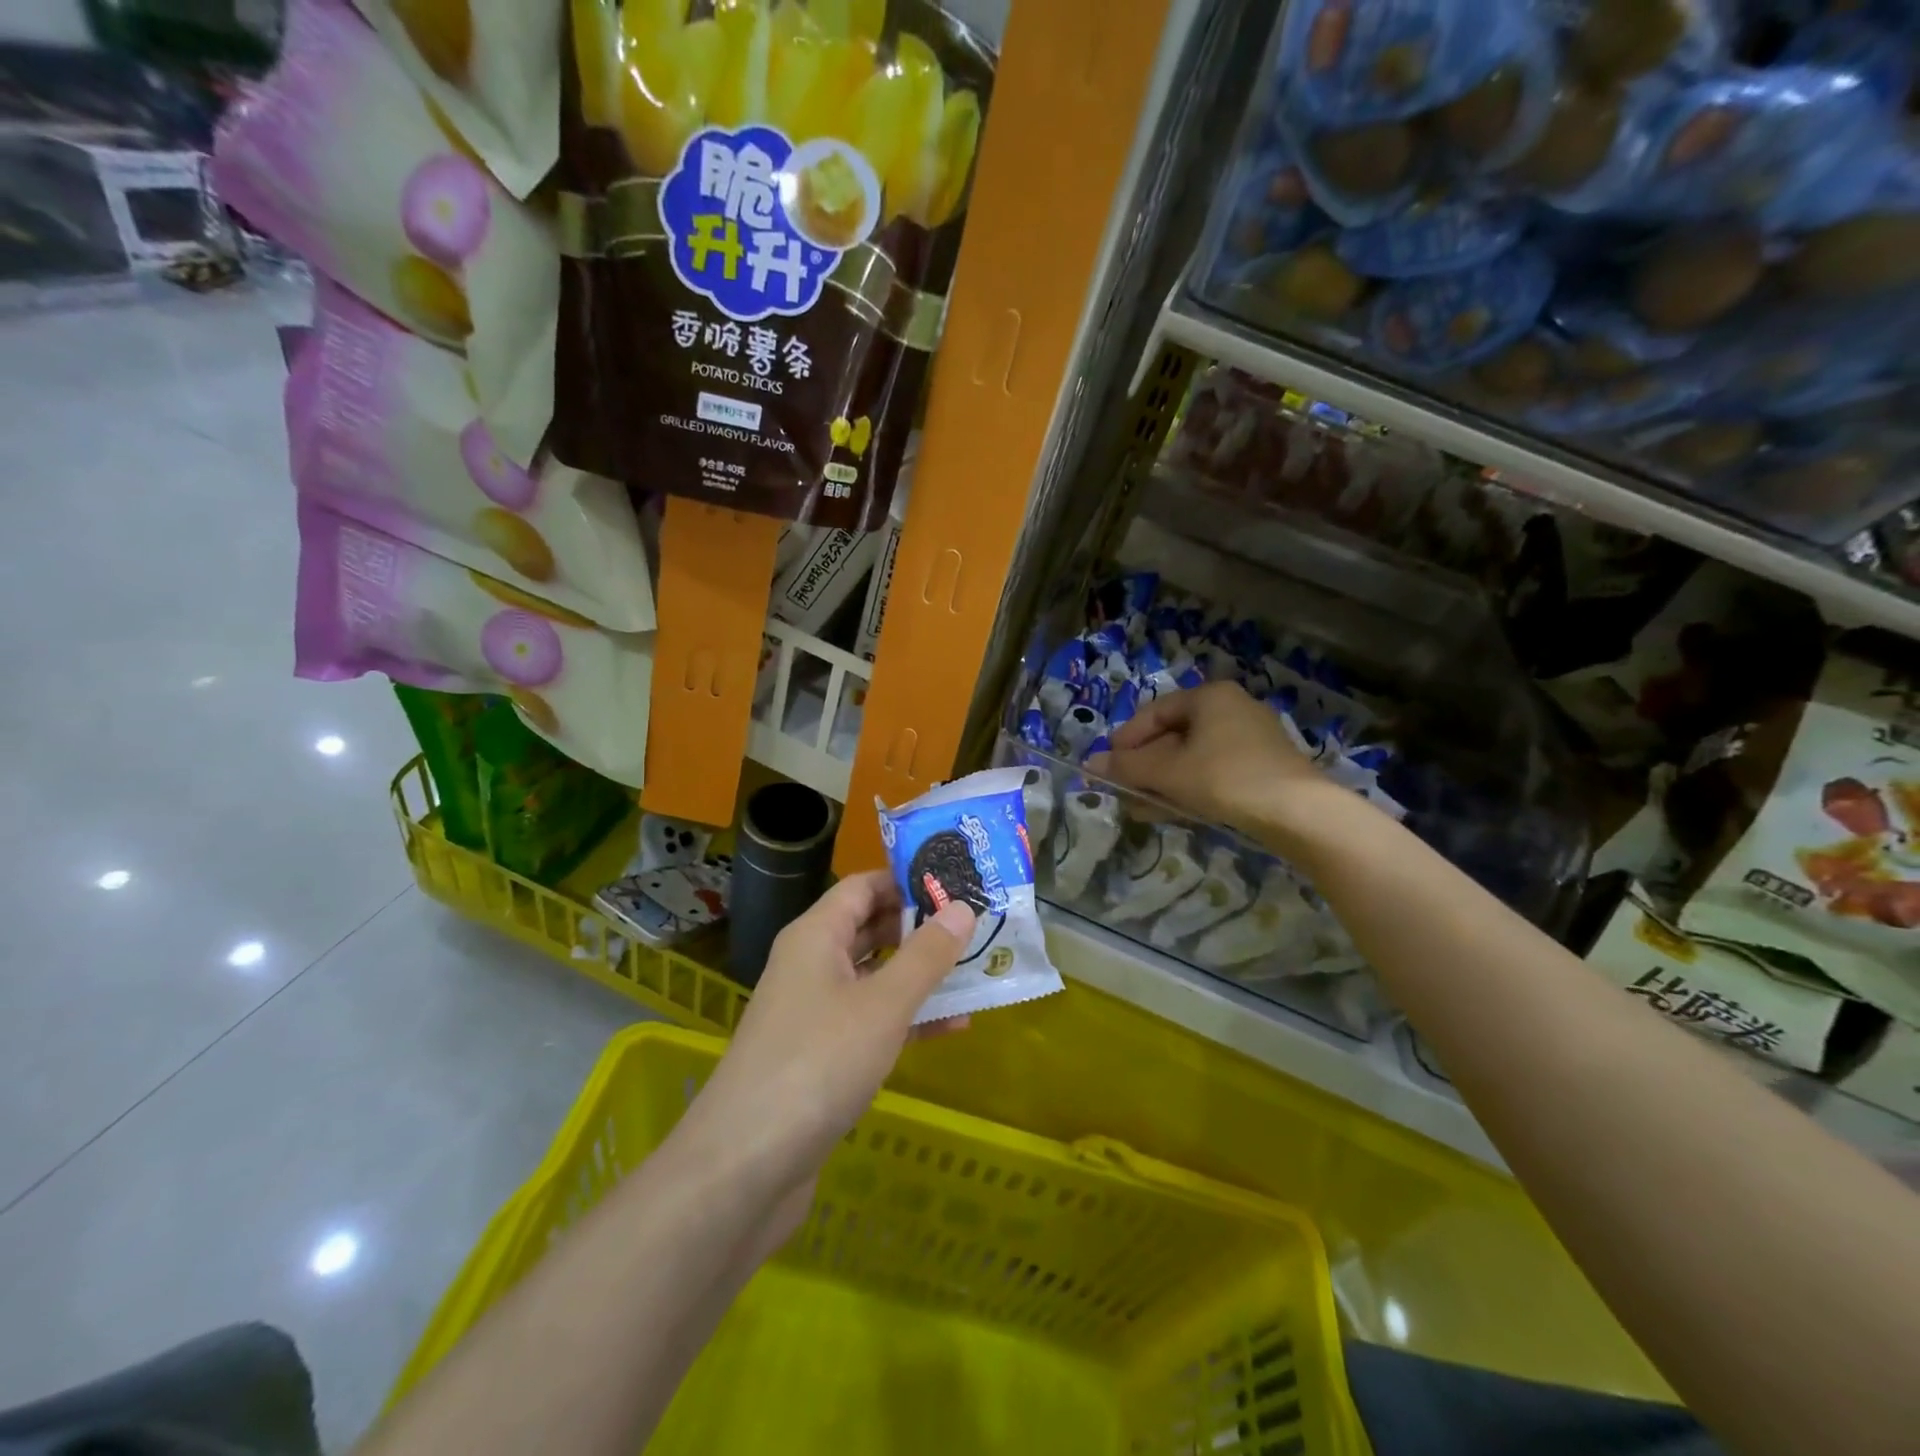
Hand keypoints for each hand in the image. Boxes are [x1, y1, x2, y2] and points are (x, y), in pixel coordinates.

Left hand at [676, 871, 974, 1208]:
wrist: (745, 1166)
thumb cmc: (817, 1064)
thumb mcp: (883, 1005)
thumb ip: (926, 955)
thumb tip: (961, 906)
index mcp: (816, 936)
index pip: (863, 886)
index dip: (908, 880)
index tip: (958, 883)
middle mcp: (811, 964)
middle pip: (870, 928)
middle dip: (921, 927)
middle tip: (977, 925)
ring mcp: (814, 1012)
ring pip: (875, 977)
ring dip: (920, 974)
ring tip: (976, 970)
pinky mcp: (821, 1056)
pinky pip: (871, 1020)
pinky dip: (907, 1018)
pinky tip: (953, 1027)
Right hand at [1090, 681, 1344, 843]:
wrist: (1299, 813)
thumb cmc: (1225, 778)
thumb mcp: (1168, 772)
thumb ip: (1128, 767)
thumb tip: (1090, 765)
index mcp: (1209, 696)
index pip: (1155, 712)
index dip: (1126, 739)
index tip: (1108, 764)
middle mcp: (1232, 709)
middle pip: (1174, 735)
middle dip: (1144, 766)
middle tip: (1123, 789)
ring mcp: (1251, 739)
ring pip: (1193, 757)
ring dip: (1163, 781)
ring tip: (1140, 807)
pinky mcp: (1263, 767)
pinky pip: (1213, 771)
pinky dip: (1189, 788)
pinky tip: (1170, 811)